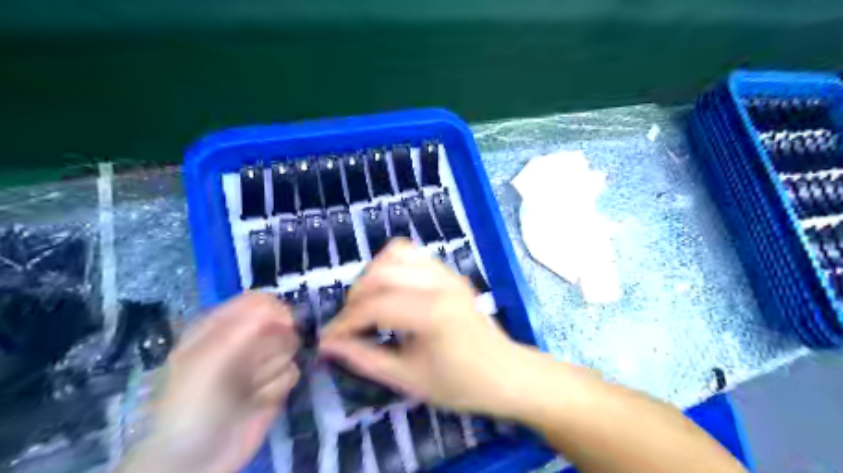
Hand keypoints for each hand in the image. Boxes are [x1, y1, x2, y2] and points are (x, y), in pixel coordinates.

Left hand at [118, 292, 298, 471]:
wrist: (195, 460)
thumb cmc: (192, 404)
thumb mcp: (207, 361)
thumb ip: (243, 329)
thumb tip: (284, 312)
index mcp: (220, 325)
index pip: (259, 301)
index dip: (274, 310)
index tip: (282, 325)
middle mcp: (244, 338)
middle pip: (282, 323)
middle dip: (270, 346)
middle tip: (250, 366)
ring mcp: (261, 361)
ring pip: (290, 347)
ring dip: (272, 370)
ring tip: (249, 388)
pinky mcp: (275, 382)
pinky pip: (293, 371)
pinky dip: (277, 387)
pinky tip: (259, 400)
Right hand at [318, 240, 523, 416]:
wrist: (506, 374)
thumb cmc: (461, 384)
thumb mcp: (408, 379)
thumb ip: (365, 359)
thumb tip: (329, 345)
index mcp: (432, 313)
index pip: (374, 306)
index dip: (344, 322)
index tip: (326, 339)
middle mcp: (440, 283)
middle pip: (381, 273)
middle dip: (355, 297)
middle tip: (348, 323)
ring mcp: (447, 273)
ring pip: (396, 253)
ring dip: (373, 274)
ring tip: (368, 303)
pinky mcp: (451, 272)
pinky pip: (414, 255)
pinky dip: (393, 266)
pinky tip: (391, 291)